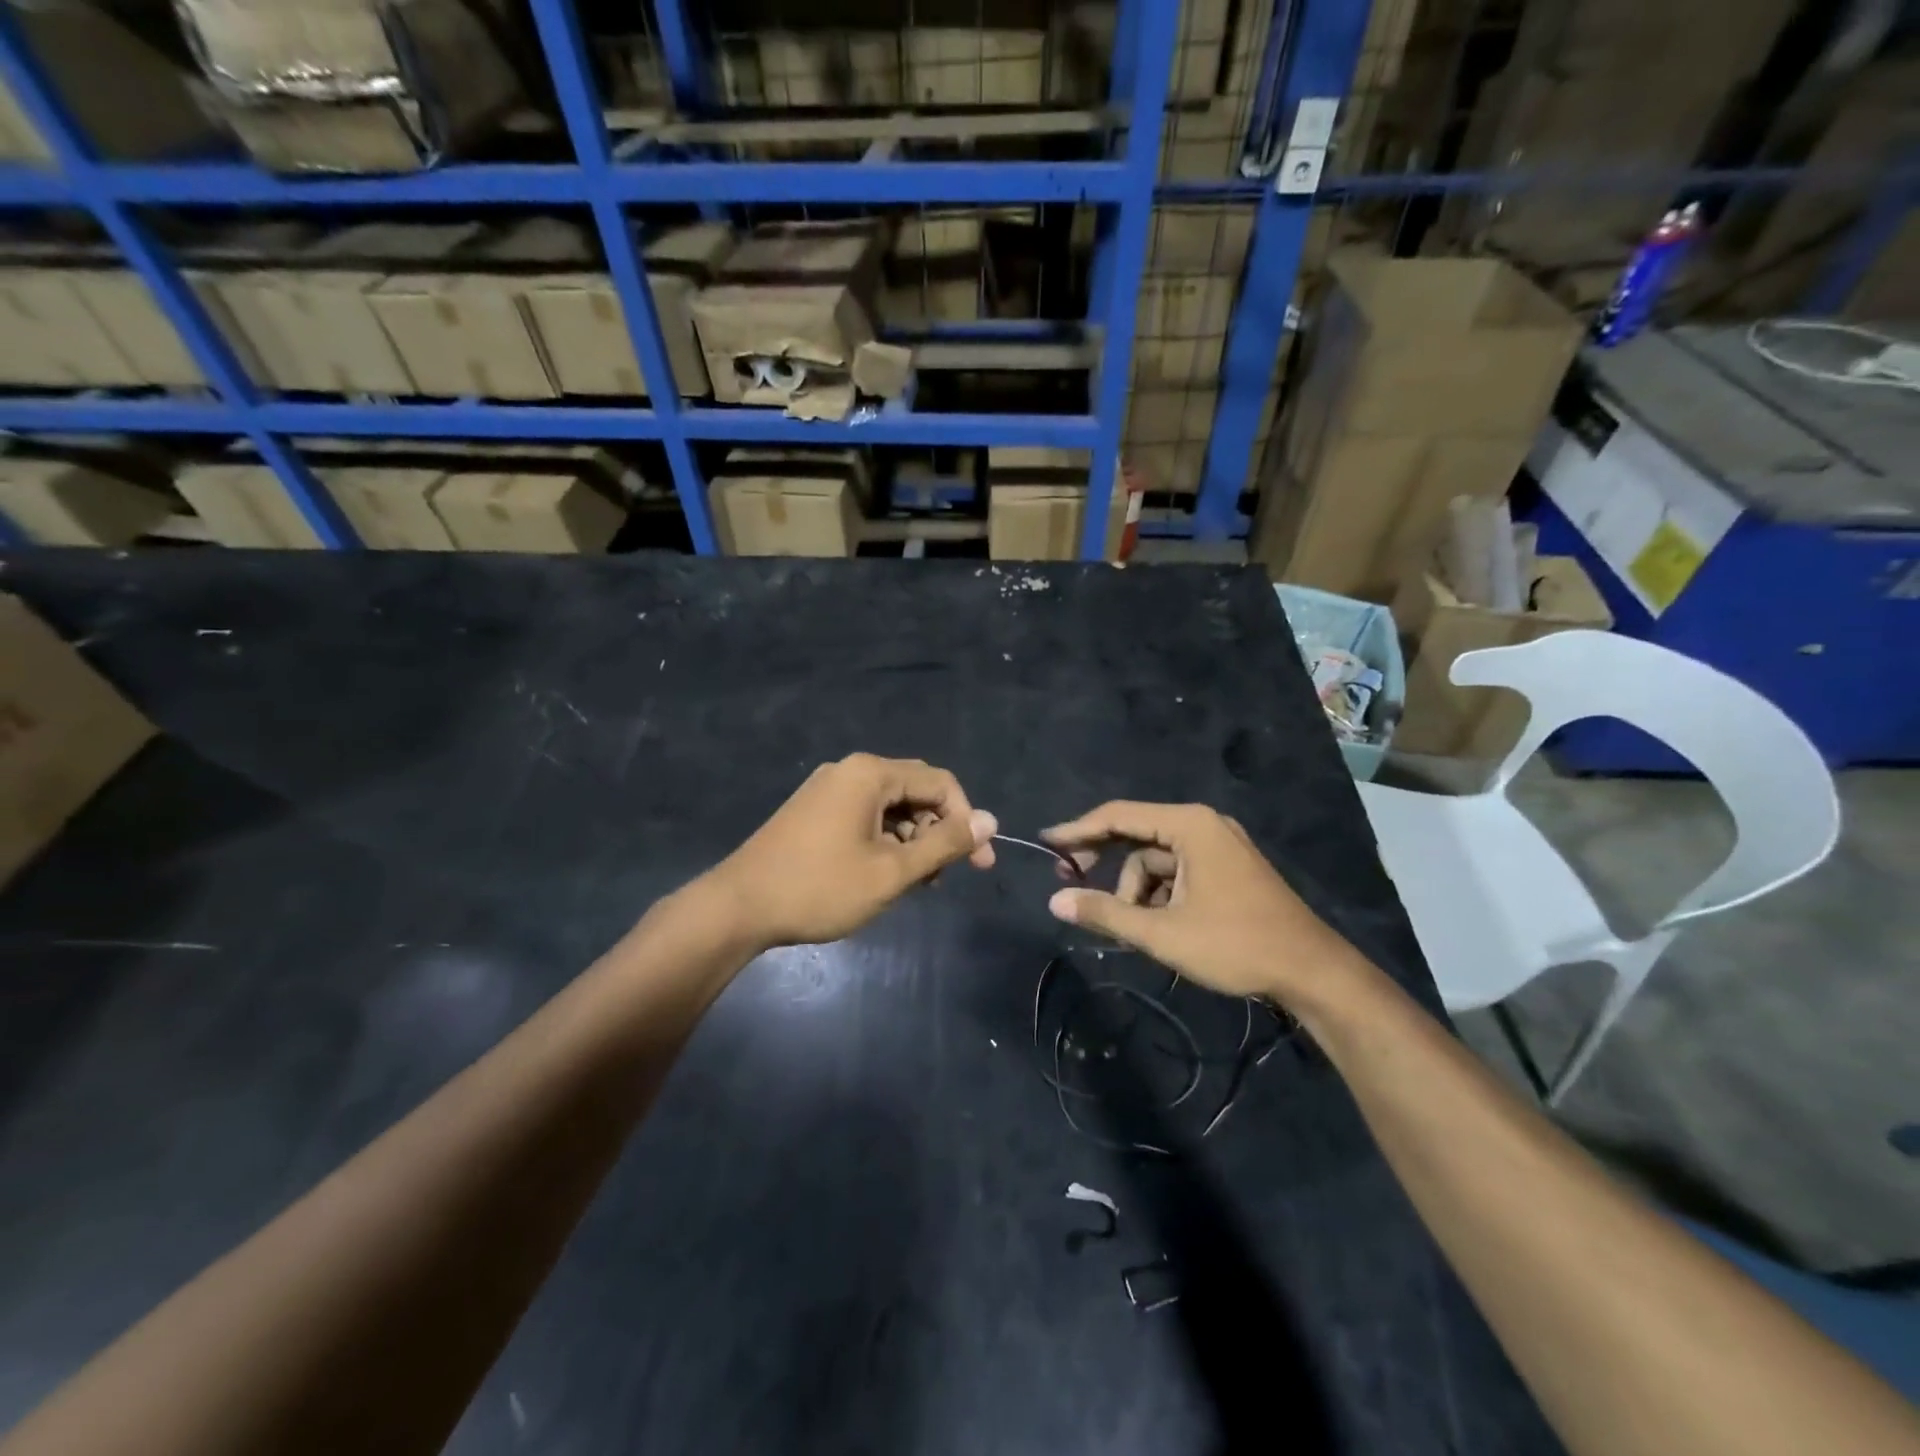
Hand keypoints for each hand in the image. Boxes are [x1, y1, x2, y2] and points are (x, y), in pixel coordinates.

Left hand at [708, 754, 996, 948]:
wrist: (738, 908)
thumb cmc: (820, 888)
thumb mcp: (892, 871)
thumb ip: (944, 844)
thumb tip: (989, 820)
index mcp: (870, 774)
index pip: (940, 783)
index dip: (966, 821)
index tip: (979, 864)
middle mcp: (850, 771)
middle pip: (915, 792)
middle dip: (939, 832)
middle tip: (944, 878)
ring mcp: (828, 789)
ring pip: (890, 807)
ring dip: (912, 841)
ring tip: (914, 884)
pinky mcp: (814, 810)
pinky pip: (865, 816)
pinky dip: (885, 842)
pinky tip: (884, 875)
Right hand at [1042, 801, 1363, 1005]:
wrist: (1312, 972)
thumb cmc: (1235, 944)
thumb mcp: (1162, 933)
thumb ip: (1105, 913)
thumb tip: (1055, 901)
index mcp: (1189, 825)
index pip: (1119, 816)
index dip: (1078, 830)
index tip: (1046, 843)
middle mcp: (1203, 825)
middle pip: (1137, 837)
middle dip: (1106, 866)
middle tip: (1073, 886)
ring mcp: (1219, 847)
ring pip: (1156, 862)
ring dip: (1136, 892)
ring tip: (1131, 931)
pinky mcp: (1227, 870)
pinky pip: (1177, 874)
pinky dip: (1159, 897)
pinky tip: (1156, 928)